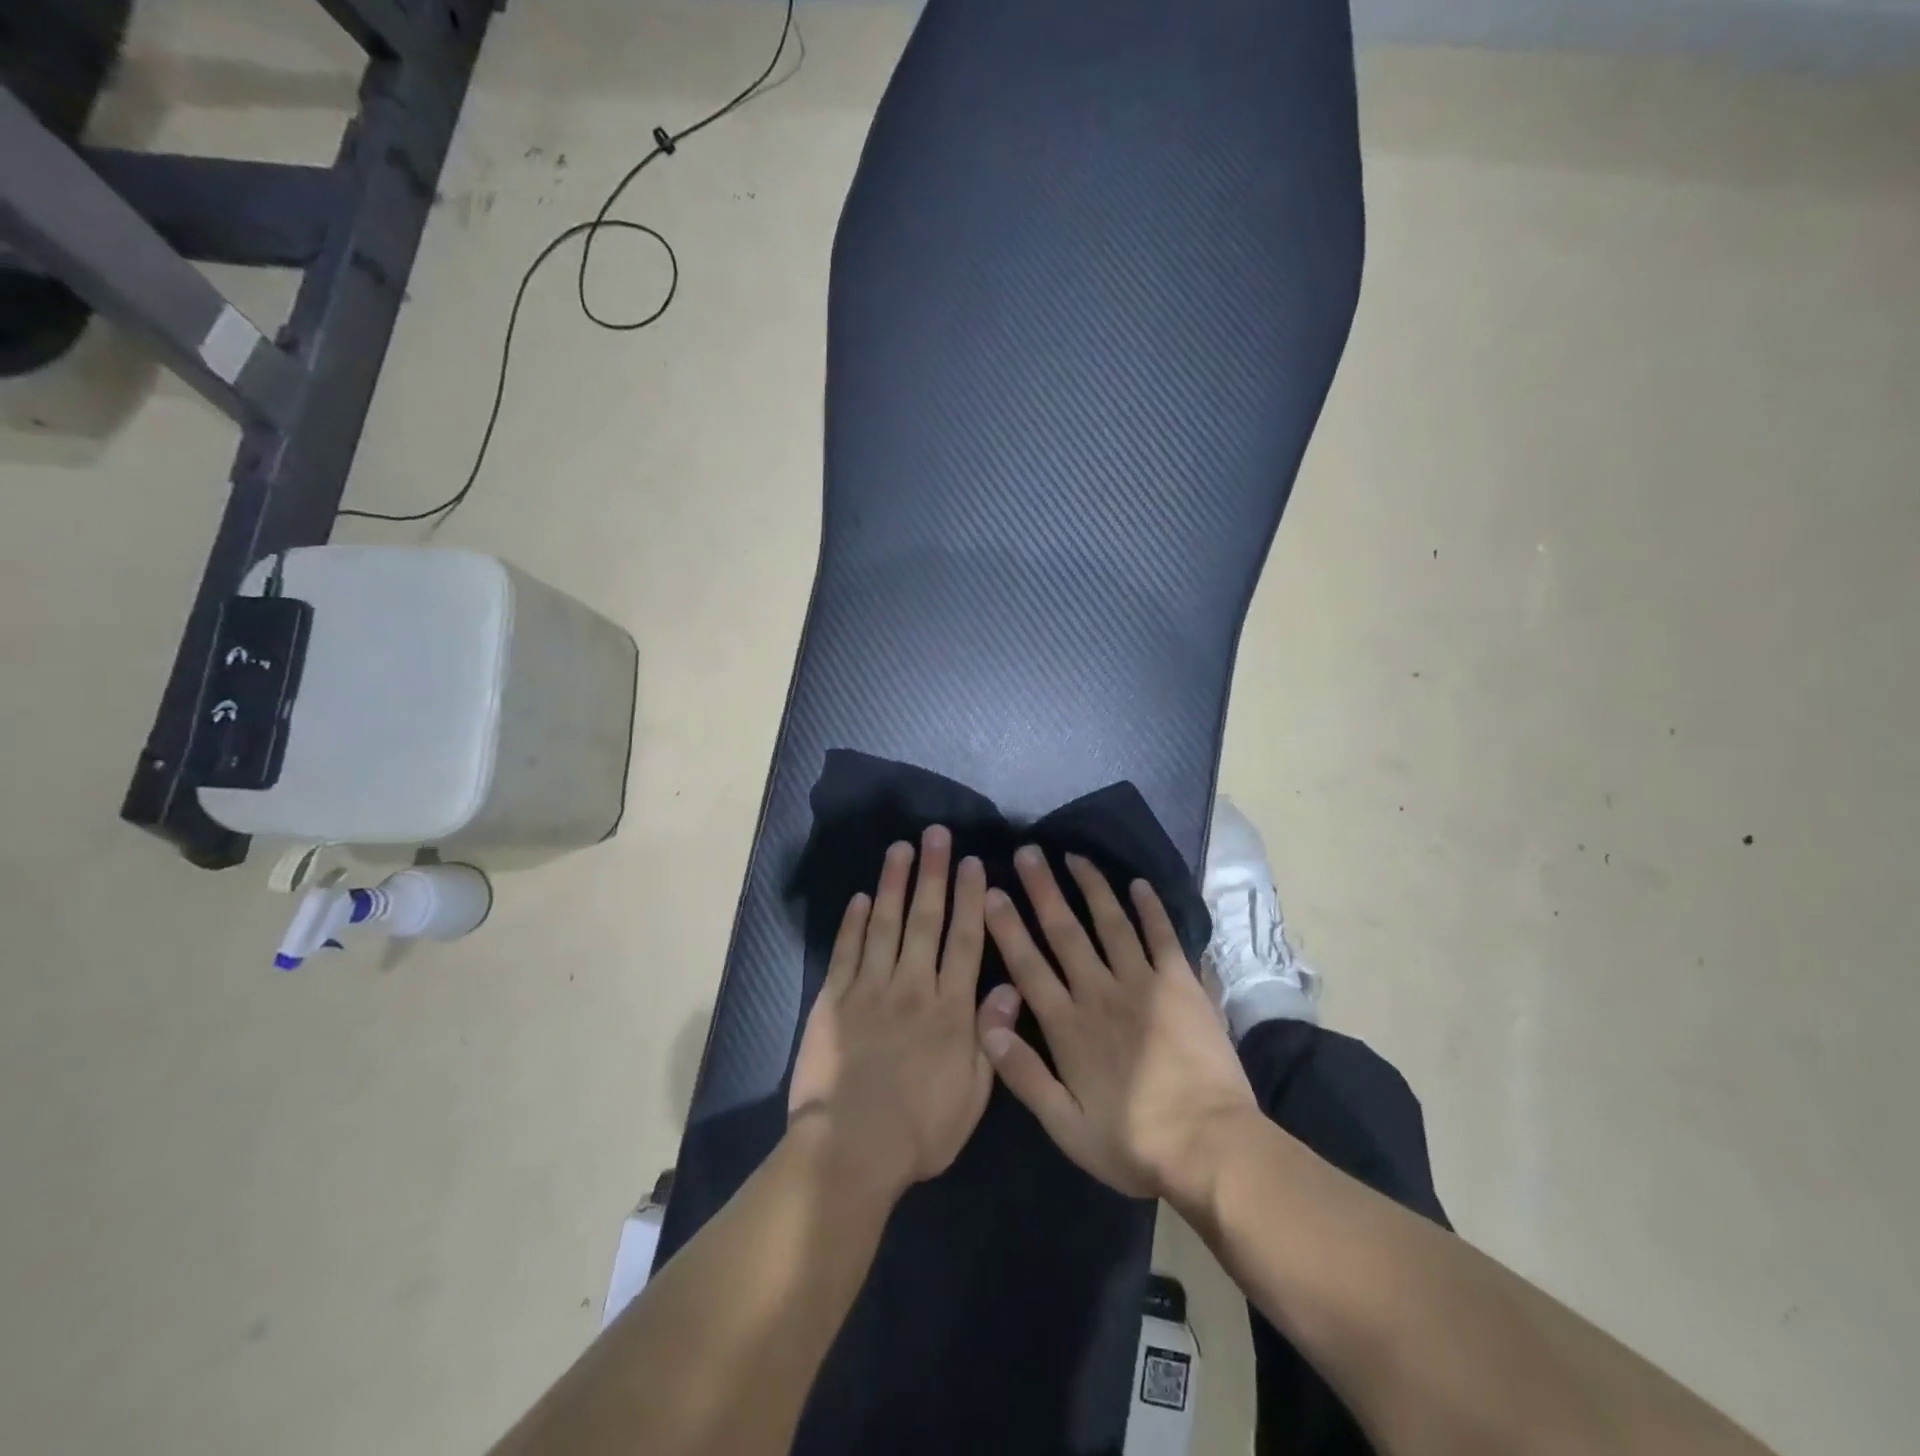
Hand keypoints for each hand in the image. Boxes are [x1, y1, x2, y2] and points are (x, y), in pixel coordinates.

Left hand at [789, 826, 993, 1198]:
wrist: (850, 1150)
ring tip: (900, 849)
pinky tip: (860, 898)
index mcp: (950, 1009)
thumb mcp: (973, 1095)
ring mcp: (869, 990)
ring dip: (893, 884)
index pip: (964, 941)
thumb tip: (1010, 987)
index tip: (974, 864)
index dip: (970, 899)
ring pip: (884, 925)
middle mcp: (911, 987)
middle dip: (933, 874)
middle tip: (936, 836)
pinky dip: (853, 923)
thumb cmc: (921, 1130)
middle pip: (925, 921)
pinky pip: (846, 952)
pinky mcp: (834, 1001)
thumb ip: (991, 1036)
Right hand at [977, 847, 1260, 1206]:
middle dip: (1044, 889)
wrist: (1211, 1147)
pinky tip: (1139, 884)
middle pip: (1065, 932)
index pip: (1028, 965)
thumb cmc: (1133, 1142)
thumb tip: (986, 1024)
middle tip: (1028, 851)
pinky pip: (1162, 936)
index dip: (1008, 927)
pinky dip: (1151, 909)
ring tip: (1075, 856)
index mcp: (1068, 1026)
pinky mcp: (1181, 984)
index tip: (992, 892)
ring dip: (1091, 887)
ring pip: (1110, 923)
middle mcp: (1100, 992)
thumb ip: (1023, 1075)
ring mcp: (1143, 983)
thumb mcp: (1066, 1126)